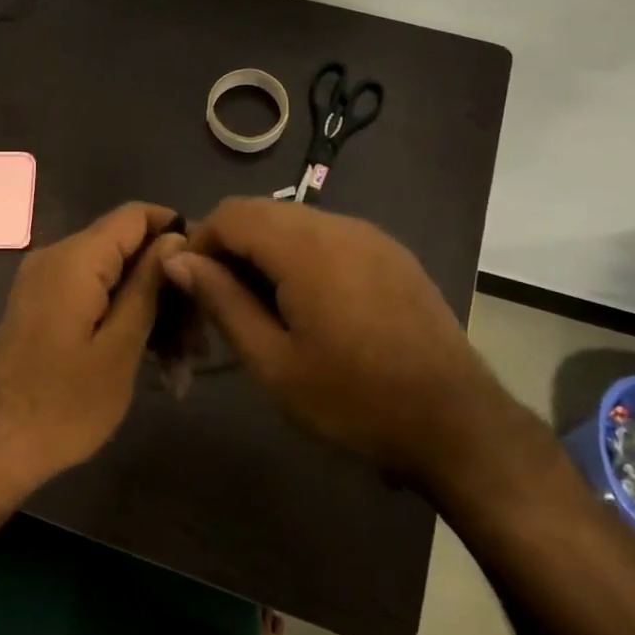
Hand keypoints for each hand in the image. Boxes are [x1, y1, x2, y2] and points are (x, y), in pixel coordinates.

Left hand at [0, 201, 182, 493]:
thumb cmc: (62, 405)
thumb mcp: (120, 348)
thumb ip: (148, 287)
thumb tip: (174, 240)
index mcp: (75, 259)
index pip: (135, 215)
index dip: (177, 231)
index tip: (210, 269)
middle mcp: (57, 258)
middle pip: (127, 249)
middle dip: (168, 286)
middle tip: (201, 339)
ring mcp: (46, 285)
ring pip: (114, 278)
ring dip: (151, 311)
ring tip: (183, 363)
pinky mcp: (43, 309)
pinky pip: (93, 298)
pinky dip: (123, 321)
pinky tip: (154, 363)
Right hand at [163, 198, 515, 485]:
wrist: (455, 421)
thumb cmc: (353, 399)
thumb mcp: (273, 362)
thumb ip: (222, 301)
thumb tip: (179, 259)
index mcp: (305, 247)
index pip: (231, 214)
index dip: (200, 243)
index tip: (193, 289)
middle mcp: (339, 225)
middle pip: (263, 212)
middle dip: (231, 247)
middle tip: (222, 303)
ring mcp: (371, 236)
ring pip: (296, 222)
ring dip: (266, 252)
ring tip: (262, 307)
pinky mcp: (392, 253)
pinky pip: (329, 236)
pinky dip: (301, 256)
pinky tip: (308, 304)